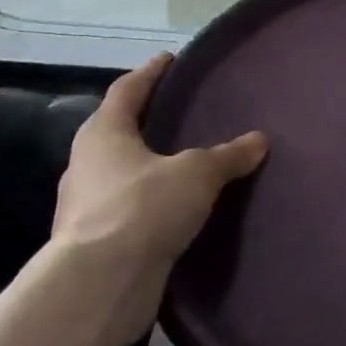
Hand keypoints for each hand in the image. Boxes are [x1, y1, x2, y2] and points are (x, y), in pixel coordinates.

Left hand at [52, 54, 267, 345]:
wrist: (99, 286)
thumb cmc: (143, 208)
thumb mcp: (197, 173)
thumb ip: (228, 155)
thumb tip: (259, 140)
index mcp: (104, 134)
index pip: (127, 90)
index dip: (150, 73)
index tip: (170, 59)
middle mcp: (87, 165)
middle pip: (117, 132)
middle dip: (146, 121)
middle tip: (180, 112)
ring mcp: (86, 207)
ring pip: (121, 174)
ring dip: (148, 167)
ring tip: (185, 162)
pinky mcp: (96, 243)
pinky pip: (129, 211)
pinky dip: (150, 204)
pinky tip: (177, 209)